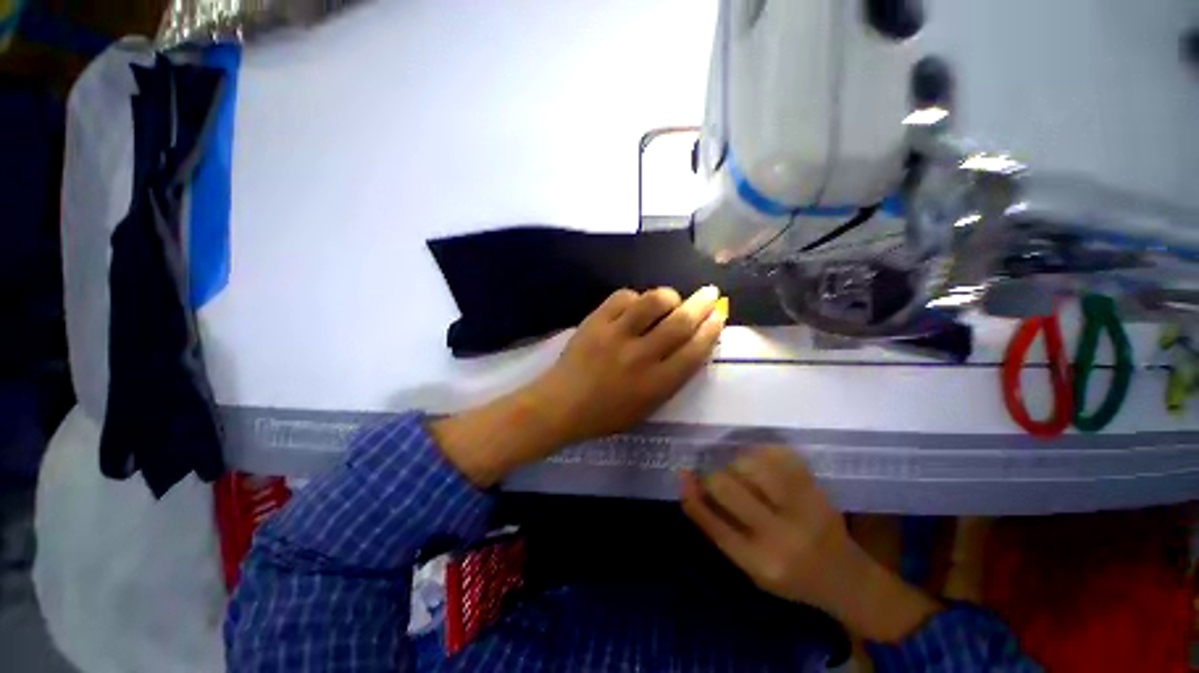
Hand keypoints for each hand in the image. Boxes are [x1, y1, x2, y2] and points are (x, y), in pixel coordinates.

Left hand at [528, 286, 726, 445]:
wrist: (561, 405)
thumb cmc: (606, 414)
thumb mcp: (647, 407)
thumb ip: (671, 378)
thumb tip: (690, 345)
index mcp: (656, 384)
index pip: (694, 351)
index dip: (711, 330)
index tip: (719, 316)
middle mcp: (640, 357)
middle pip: (680, 322)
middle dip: (701, 304)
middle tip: (710, 292)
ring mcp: (616, 335)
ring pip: (653, 301)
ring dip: (668, 296)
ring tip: (670, 299)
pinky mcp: (595, 321)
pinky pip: (623, 296)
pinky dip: (635, 297)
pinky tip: (635, 305)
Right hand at [681, 448, 941, 641]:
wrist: (847, 579)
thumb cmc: (791, 578)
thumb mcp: (751, 567)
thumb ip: (720, 529)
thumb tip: (690, 486)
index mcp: (760, 563)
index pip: (711, 522)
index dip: (692, 494)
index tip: (683, 474)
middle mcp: (781, 537)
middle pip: (726, 487)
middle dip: (713, 477)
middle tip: (718, 478)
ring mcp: (803, 509)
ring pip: (751, 464)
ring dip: (737, 463)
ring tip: (742, 471)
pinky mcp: (818, 490)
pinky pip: (779, 455)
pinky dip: (762, 452)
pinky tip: (762, 461)